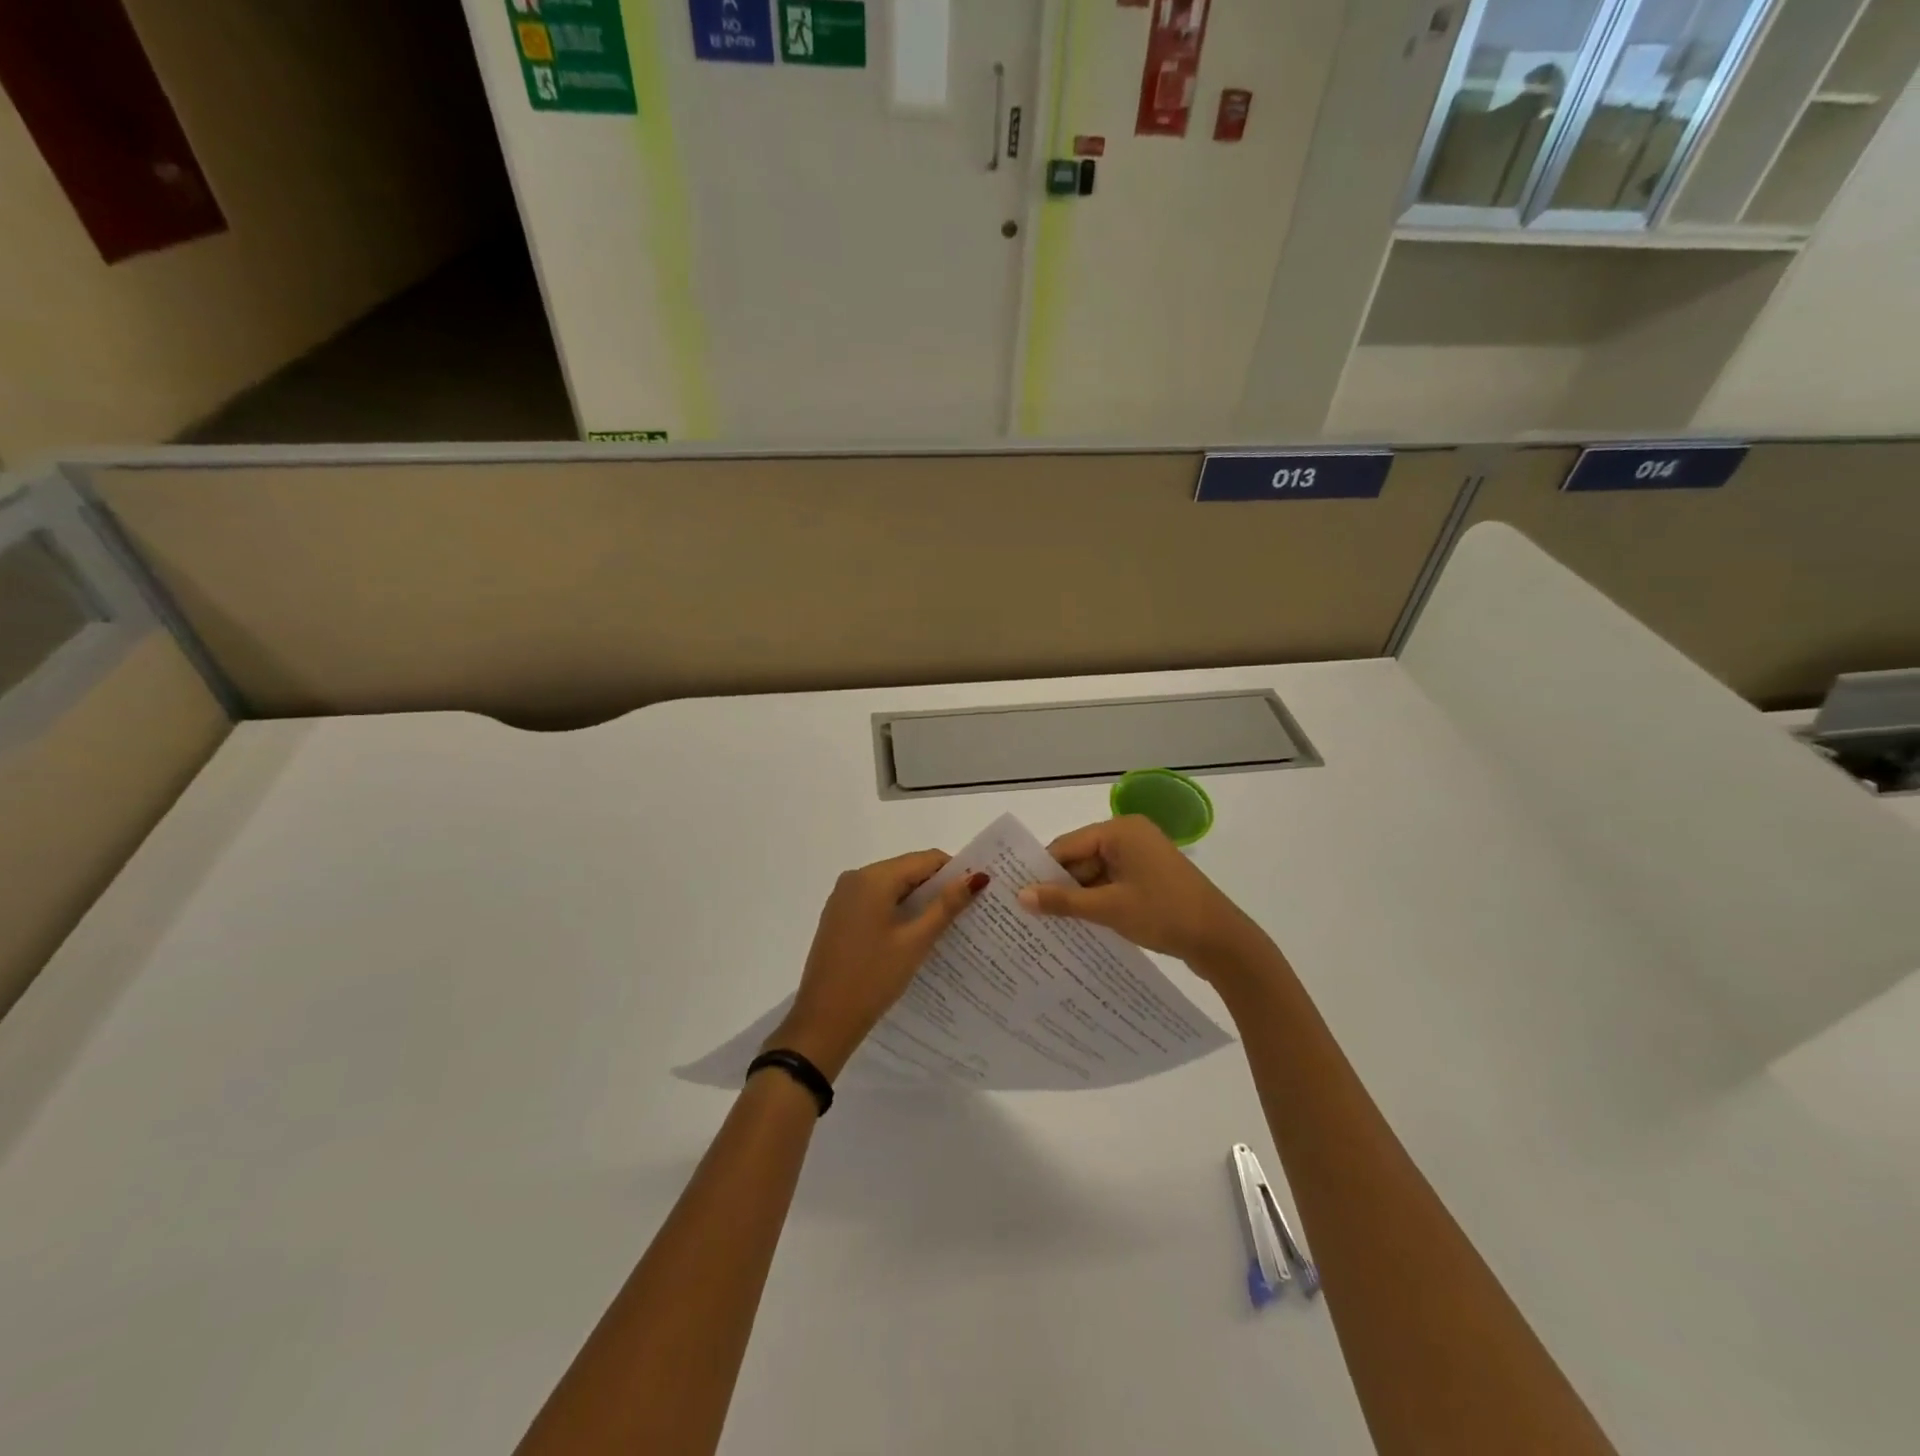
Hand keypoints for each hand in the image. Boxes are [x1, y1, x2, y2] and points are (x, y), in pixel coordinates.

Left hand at [770, 851, 987, 1078]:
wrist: (822, 1022)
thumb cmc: (872, 978)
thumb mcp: (915, 942)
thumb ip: (946, 906)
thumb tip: (976, 877)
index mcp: (873, 878)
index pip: (926, 860)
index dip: (954, 873)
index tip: (977, 894)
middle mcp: (855, 878)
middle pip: (908, 870)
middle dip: (937, 888)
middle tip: (967, 912)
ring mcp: (843, 897)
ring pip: (892, 887)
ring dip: (918, 902)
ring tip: (946, 926)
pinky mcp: (839, 916)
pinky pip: (876, 902)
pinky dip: (897, 911)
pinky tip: (914, 936)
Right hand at [1017, 815, 1266, 974]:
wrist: (1222, 941)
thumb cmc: (1164, 914)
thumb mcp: (1108, 908)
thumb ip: (1063, 901)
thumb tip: (1020, 897)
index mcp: (1120, 831)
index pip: (1067, 846)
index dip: (1042, 871)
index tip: (1016, 896)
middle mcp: (1130, 835)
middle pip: (1080, 858)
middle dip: (1060, 886)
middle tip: (1030, 915)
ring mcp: (1143, 856)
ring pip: (1096, 873)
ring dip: (1079, 897)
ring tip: (1050, 925)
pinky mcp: (1151, 877)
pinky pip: (1113, 883)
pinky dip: (1099, 901)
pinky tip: (1081, 924)